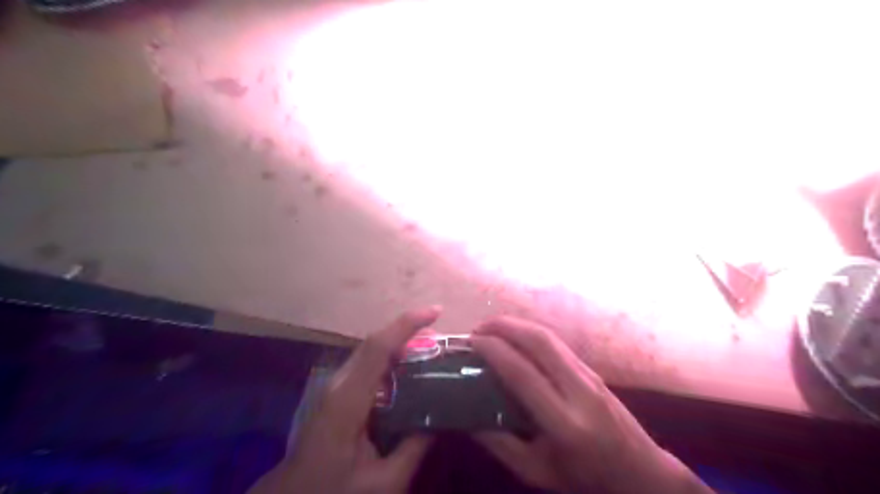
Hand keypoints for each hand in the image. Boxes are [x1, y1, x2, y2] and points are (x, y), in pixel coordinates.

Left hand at [246, 306, 439, 491]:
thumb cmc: (334, 492)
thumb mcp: (383, 482)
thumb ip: (414, 447)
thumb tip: (441, 414)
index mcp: (348, 400)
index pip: (378, 348)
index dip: (407, 324)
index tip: (436, 312)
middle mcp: (339, 383)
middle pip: (375, 343)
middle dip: (409, 331)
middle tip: (442, 337)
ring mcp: (335, 386)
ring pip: (371, 352)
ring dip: (400, 344)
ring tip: (431, 350)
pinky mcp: (337, 392)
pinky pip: (367, 365)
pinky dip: (390, 360)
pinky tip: (409, 372)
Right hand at [470, 316, 710, 493]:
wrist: (639, 472)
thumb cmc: (584, 478)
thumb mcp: (536, 471)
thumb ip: (499, 443)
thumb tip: (466, 415)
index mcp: (564, 422)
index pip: (522, 373)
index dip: (493, 350)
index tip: (471, 341)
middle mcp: (579, 390)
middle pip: (539, 341)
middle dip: (504, 326)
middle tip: (478, 328)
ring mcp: (589, 376)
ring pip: (549, 336)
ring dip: (517, 325)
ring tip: (492, 328)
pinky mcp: (592, 370)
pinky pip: (557, 343)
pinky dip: (530, 333)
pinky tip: (515, 337)